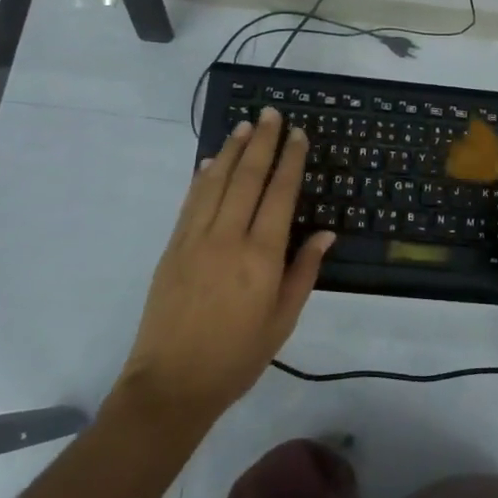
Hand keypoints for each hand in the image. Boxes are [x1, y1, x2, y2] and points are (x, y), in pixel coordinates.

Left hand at [116, 107, 332, 426]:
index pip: (280, 194)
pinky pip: (191, 202)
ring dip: (233, 151)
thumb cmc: (237, 357)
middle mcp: (228, 237)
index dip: (291, 160)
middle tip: (271, 113)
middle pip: (248, 178)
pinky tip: (212, 161)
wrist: (171, 383)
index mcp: (261, 256)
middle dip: (262, 142)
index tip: (298, 134)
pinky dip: (203, 177)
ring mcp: (195, 239)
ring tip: (245, 126)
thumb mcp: (282, 321)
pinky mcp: (173, 247)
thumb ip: (303, 272)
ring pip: (217, 182)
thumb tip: (326, 234)